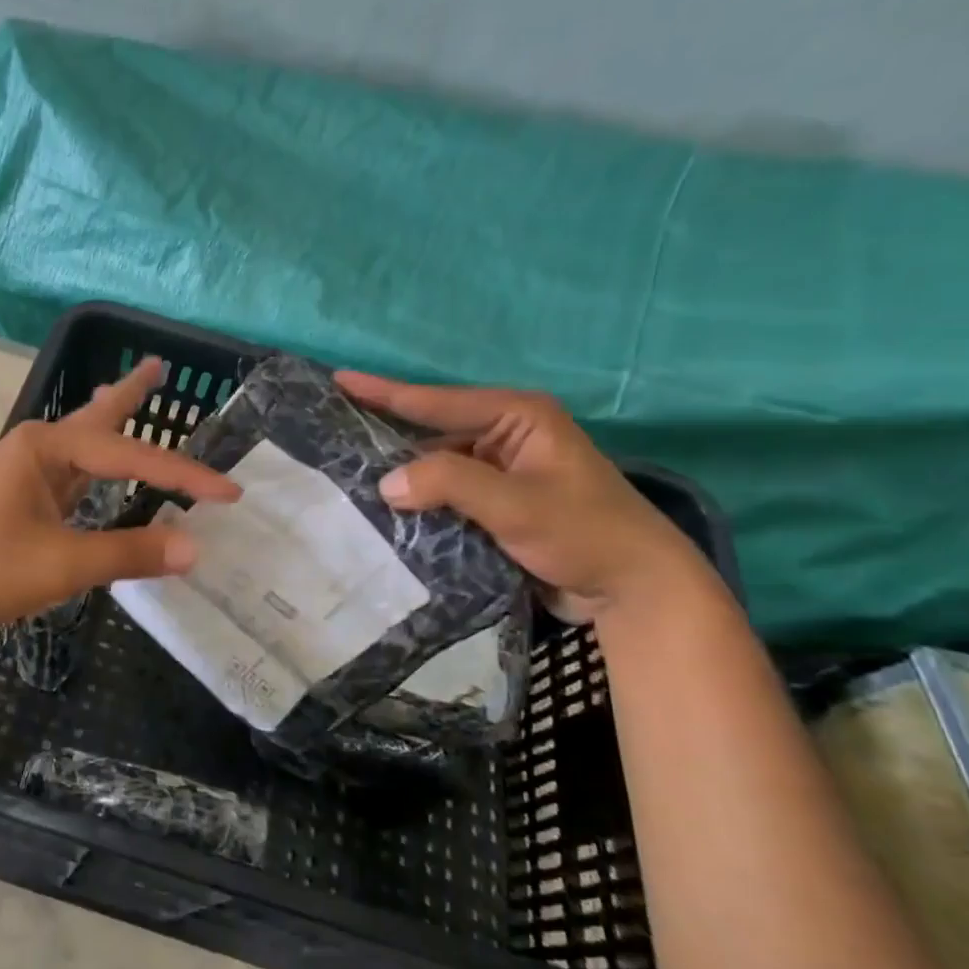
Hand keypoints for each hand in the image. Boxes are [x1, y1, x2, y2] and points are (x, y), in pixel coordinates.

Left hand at [0, 358, 241, 635]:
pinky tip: (101, 466)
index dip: (184, 475)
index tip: (231, 493)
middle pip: (98, 416)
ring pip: (84, 443)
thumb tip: (194, 549)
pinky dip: (97, 464)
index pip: (131, 457)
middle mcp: (38, 448)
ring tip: (133, 393)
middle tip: (159, 365)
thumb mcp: (61, 563)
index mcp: (47, 447)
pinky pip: (73, 472)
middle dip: (131, 393)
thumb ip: (127, 553)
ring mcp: (26, 472)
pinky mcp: (21, 498)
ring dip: (112, 420)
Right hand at [335, 372, 709, 621]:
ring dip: (402, 474)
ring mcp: (501, 470)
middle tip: (333, 431)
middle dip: (386, 435)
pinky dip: (420, 499)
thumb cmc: (584, 532)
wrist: (635, 589)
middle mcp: (505, 435)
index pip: (437, 401)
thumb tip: (385, 483)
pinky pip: (446, 492)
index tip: (338, 379)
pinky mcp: (497, 502)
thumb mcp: (516, 503)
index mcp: (517, 416)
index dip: (385, 392)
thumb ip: (449, 484)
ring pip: (436, 465)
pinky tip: (385, 507)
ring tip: (347, 473)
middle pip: (432, 430)